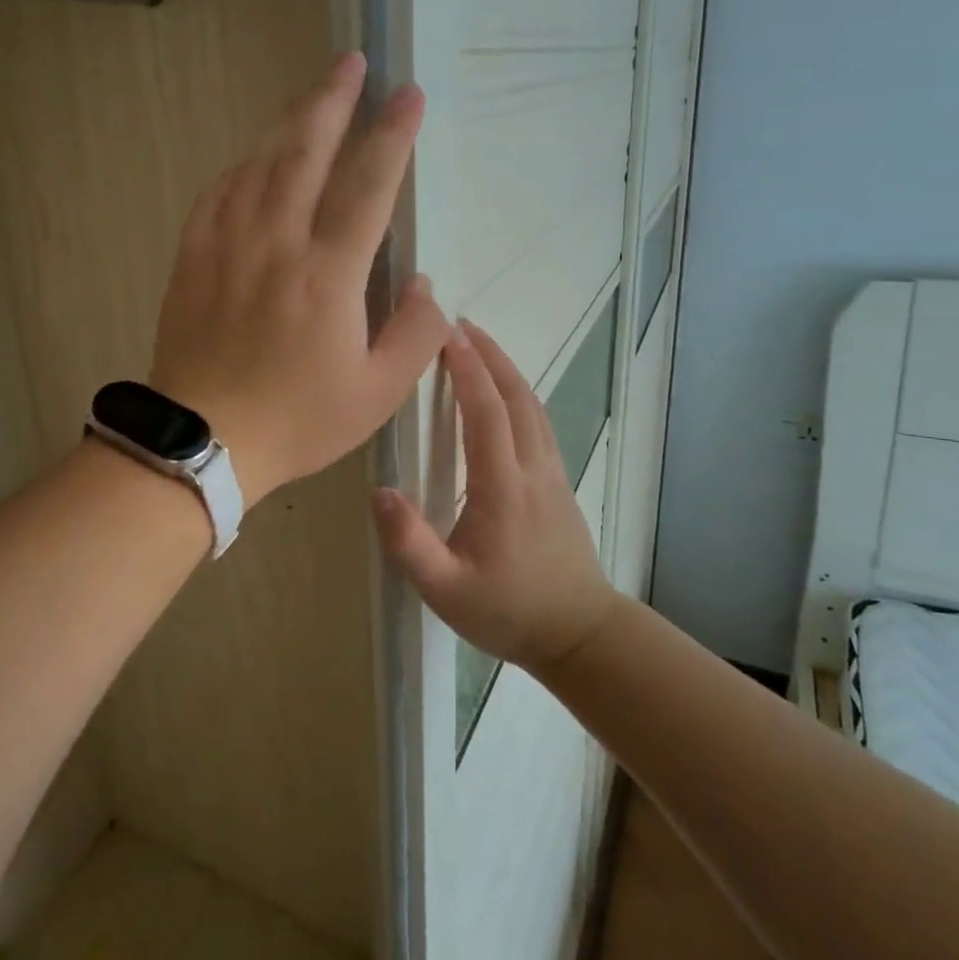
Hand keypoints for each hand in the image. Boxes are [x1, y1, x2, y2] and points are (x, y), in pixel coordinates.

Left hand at [148, 53, 451, 503]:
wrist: (204, 440)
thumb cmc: (297, 420)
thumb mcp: (377, 394)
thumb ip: (415, 336)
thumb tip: (428, 286)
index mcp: (328, 275)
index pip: (368, 186)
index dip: (393, 135)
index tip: (409, 95)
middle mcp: (277, 243)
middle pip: (305, 152)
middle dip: (332, 100)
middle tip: (351, 62)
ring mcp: (227, 245)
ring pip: (259, 164)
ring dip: (289, 123)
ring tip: (312, 97)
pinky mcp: (192, 257)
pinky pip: (218, 193)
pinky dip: (242, 168)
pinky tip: (254, 160)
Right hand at [373, 322, 618, 673]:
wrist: (579, 634)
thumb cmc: (507, 612)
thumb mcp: (445, 591)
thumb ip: (410, 544)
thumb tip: (379, 491)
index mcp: (503, 488)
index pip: (486, 413)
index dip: (467, 369)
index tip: (445, 333)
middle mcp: (532, 469)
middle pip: (516, 396)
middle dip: (488, 355)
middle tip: (458, 324)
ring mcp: (552, 473)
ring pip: (533, 406)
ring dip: (506, 369)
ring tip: (478, 345)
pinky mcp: (558, 482)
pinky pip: (539, 422)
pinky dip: (519, 393)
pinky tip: (504, 392)